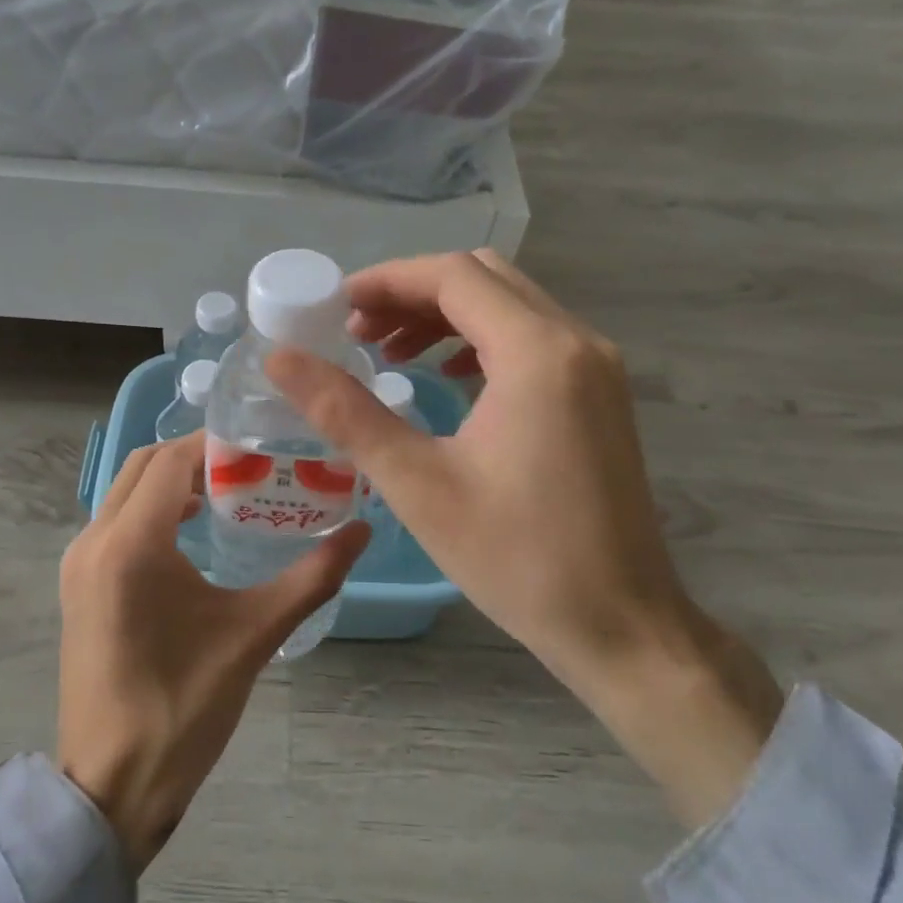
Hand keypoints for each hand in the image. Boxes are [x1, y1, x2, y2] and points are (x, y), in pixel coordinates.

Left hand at [57, 436, 368, 871]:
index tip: (263, 443)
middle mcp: (94, 540)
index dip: (216, 443)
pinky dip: (152, 507)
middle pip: (144, 465)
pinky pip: (116, 520)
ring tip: (228, 491)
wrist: (110, 785)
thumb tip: (362, 531)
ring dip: (172, 480)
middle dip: (195, 455)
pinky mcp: (78, 584)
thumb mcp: (254, 636)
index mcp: (131, 545)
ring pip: (126, 490)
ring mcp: (79, 563)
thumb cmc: (182, 709)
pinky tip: (192, 530)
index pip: (172, 461)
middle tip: (250, 464)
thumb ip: (311, 578)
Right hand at [267, 251, 783, 828]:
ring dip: (445, 315)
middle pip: (483, 278)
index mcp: (537, 353)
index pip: (453, 276)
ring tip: (390, 353)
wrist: (622, 625)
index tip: (335, 307)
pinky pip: (532, 337)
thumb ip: (345, 411)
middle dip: (413, 293)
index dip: (387, 281)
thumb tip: (280, 359)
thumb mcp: (417, 483)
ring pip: (510, 305)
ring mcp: (597, 366)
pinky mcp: (601, 393)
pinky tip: (445, 377)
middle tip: (357, 332)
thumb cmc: (516, 558)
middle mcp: (576, 341)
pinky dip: (480, 339)